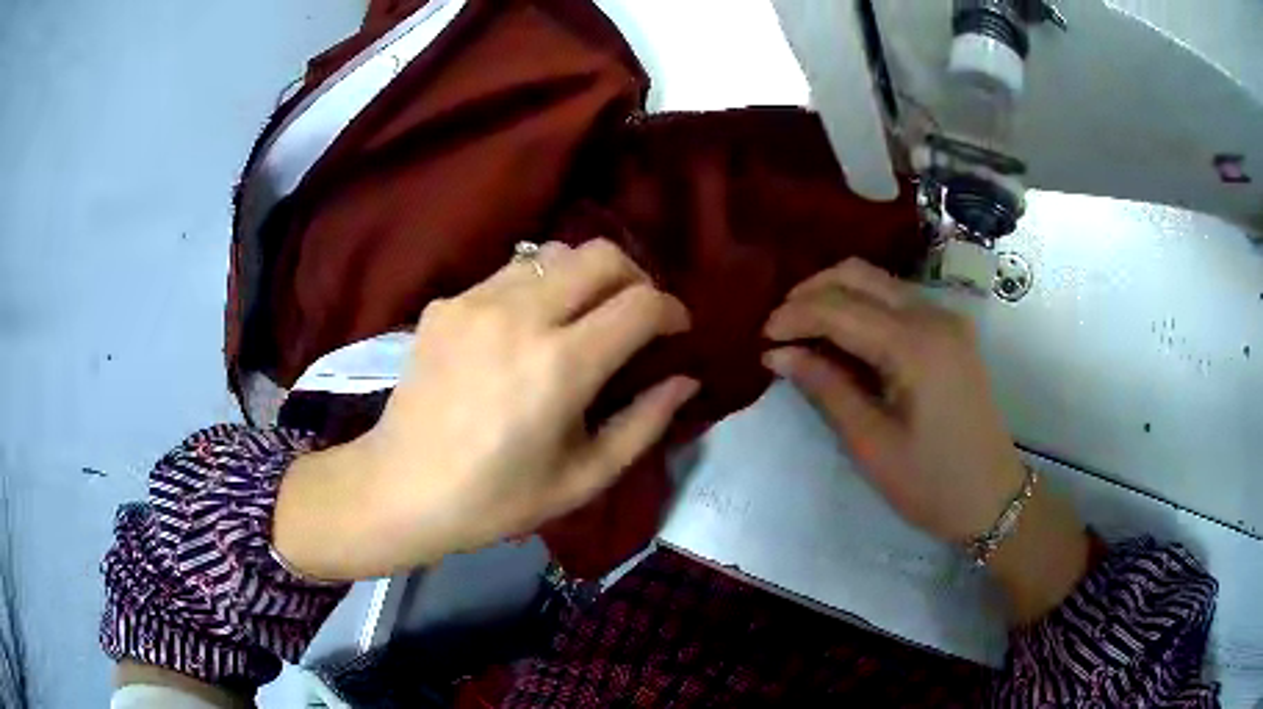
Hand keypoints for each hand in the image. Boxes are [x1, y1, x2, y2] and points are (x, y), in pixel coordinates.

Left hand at [275, 240, 697, 579]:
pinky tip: (528, 329)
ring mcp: (476, 301)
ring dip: (586, 277)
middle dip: (635, 276)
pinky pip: (510, 274)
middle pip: (602, 254)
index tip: (676, 329)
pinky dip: (539, 289)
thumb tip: (684, 379)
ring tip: (584, 316)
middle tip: (636, 313)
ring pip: (555, 254)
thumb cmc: (496, 499)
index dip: (672, 310)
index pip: (641, 304)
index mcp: (560, 366)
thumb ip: (644, 424)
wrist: (401, 487)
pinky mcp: (446, 302)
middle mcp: (520, 316)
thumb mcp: (583, 478)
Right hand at [763, 258, 1024, 542]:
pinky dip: (861, 306)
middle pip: (857, 275)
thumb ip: (826, 388)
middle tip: (780, 329)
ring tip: (804, 331)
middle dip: (810, 293)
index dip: (794, 317)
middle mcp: (933, 315)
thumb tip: (778, 354)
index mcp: (915, 346)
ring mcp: (946, 318)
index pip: (839, 309)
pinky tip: (843, 336)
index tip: (761, 339)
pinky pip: (896, 299)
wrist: (992, 497)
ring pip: (877, 281)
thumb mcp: (872, 443)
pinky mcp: (950, 330)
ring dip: (835, 295)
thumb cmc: (930, 483)